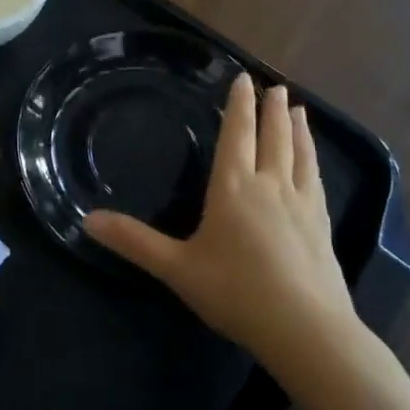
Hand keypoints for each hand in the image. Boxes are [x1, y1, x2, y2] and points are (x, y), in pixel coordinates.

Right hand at [84, 74, 361, 378]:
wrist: (307, 331)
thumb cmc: (236, 292)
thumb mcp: (176, 268)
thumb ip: (134, 242)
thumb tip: (87, 220)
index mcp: (234, 188)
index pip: (237, 134)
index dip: (239, 105)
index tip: (244, 78)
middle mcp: (270, 186)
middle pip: (273, 137)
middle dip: (272, 110)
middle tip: (276, 86)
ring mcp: (301, 205)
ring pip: (300, 155)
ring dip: (298, 130)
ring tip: (300, 111)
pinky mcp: (322, 227)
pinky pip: (316, 181)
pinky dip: (313, 161)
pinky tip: (314, 165)